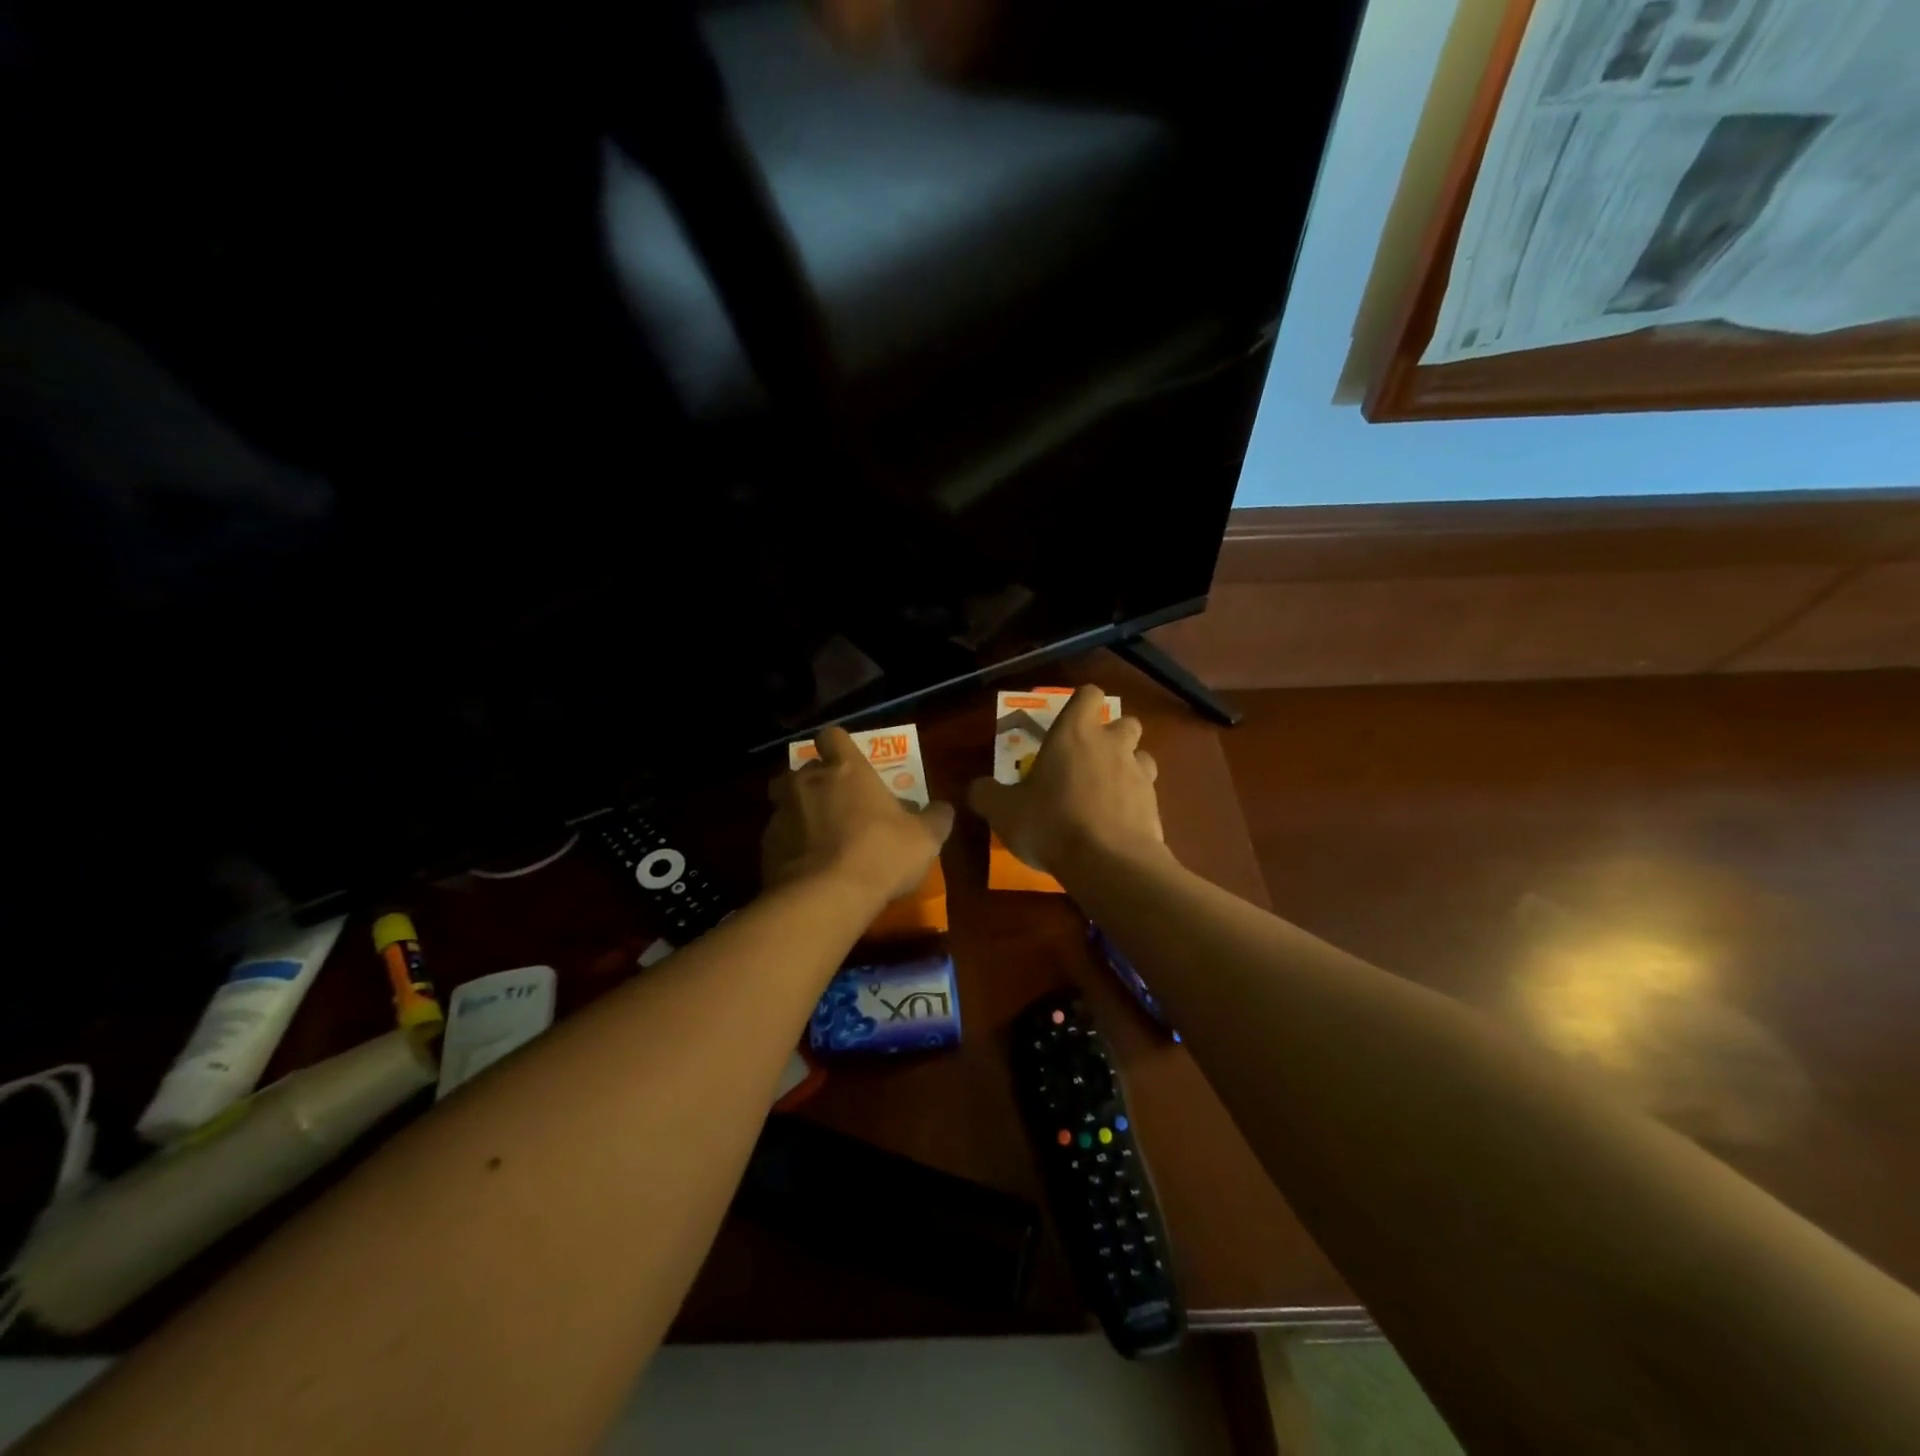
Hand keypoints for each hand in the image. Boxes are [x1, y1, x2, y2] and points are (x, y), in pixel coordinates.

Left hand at [764, 726, 955, 901]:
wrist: (825, 897)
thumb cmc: (881, 854)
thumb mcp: (925, 838)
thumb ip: (935, 818)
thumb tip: (943, 809)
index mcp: (846, 770)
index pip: (832, 736)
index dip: (839, 746)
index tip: (848, 762)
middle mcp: (808, 781)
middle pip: (805, 769)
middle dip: (818, 782)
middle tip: (838, 805)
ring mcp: (782, 812)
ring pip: (785, 800)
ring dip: (800, 811)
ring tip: (819, 835)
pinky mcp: (766, 845)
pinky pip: (779, 835)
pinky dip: (791, 845)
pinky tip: (807, 866)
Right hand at [967, 684, 1164, 878]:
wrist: (1108, 863)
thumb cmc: (1051, 823)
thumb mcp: (1004, 812)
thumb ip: (987, 795)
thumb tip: (978, 788)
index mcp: (1075, 733)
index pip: (1089, 695)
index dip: (1082, 704)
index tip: (1069, 722)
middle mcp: (1112, 744)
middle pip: (1125, 722)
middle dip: (1112, 735)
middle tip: (1088, 760)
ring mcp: (1139, 774)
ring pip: (1141, 756)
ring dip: (1127, 767)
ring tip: (1106, 791)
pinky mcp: (1155, 805)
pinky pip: (1146, 793)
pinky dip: (1134, 802)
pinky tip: (1116, 823)